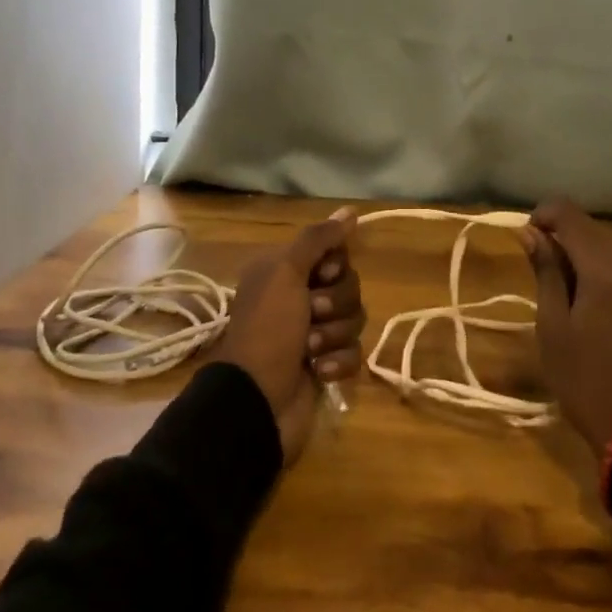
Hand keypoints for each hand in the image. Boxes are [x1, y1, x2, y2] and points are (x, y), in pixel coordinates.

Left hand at [213, 208, 365, 463]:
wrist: (256, 401)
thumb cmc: (267, 329)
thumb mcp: (285, 272)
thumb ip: (318, 238)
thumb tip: (351, 210)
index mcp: (287, 272)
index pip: (335, 254)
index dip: (334, 266)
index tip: (319, 276)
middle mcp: (300, 297)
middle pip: (349, 286)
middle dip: (335, 303)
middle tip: (311, 314)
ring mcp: (314, 333)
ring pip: (354, 319)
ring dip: (335, 334)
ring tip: (310, 349)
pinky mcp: (326, 365)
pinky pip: (354, 352)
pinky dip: (338, 362)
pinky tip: (318, 371)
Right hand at [520, 199, 611, 455]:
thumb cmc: (586, 382)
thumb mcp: (553, 328)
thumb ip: (545, 272)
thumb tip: (531, 231)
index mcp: (604, 270)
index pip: (571, 215)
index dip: (544, 214)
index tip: (528, 237)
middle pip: (595, 232)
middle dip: (566, 239)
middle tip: (544, 270)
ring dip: (590, 258)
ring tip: (572, 294)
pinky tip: (602, 309)